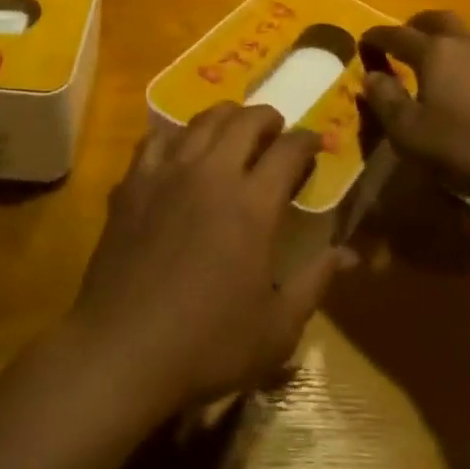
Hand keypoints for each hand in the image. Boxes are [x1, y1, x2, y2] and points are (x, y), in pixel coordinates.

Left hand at [66, 103, 348, 411]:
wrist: (121, 351)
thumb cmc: (206, 345)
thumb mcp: (276, 329)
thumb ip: (315, 282)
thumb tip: (348, 253)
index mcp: (252, 203)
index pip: (288, 149)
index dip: (306, 140)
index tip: (315, 143)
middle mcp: (212, 173)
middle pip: (244, 121)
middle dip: (268, 118)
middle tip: (276, 131)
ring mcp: (168, 173)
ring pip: (201, 121)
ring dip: (225, 117)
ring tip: (233, 130)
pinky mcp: (132, 183)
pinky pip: (157, 139)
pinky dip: (177, 136)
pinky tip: (181, 150)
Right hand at [358, 11, 469, 195]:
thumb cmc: (468, 146)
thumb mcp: (411, 134)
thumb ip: (386, 101)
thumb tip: (371, 76)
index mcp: (435, 51)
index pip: (396, 34)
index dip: (376, 37)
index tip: (363, 42)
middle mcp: (465, 42)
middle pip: (435, 20)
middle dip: (414, 26)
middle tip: (401, 42)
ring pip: (463, 33)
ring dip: (443, 40)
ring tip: (433, 63)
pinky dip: (466, 58)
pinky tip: (466, 82)